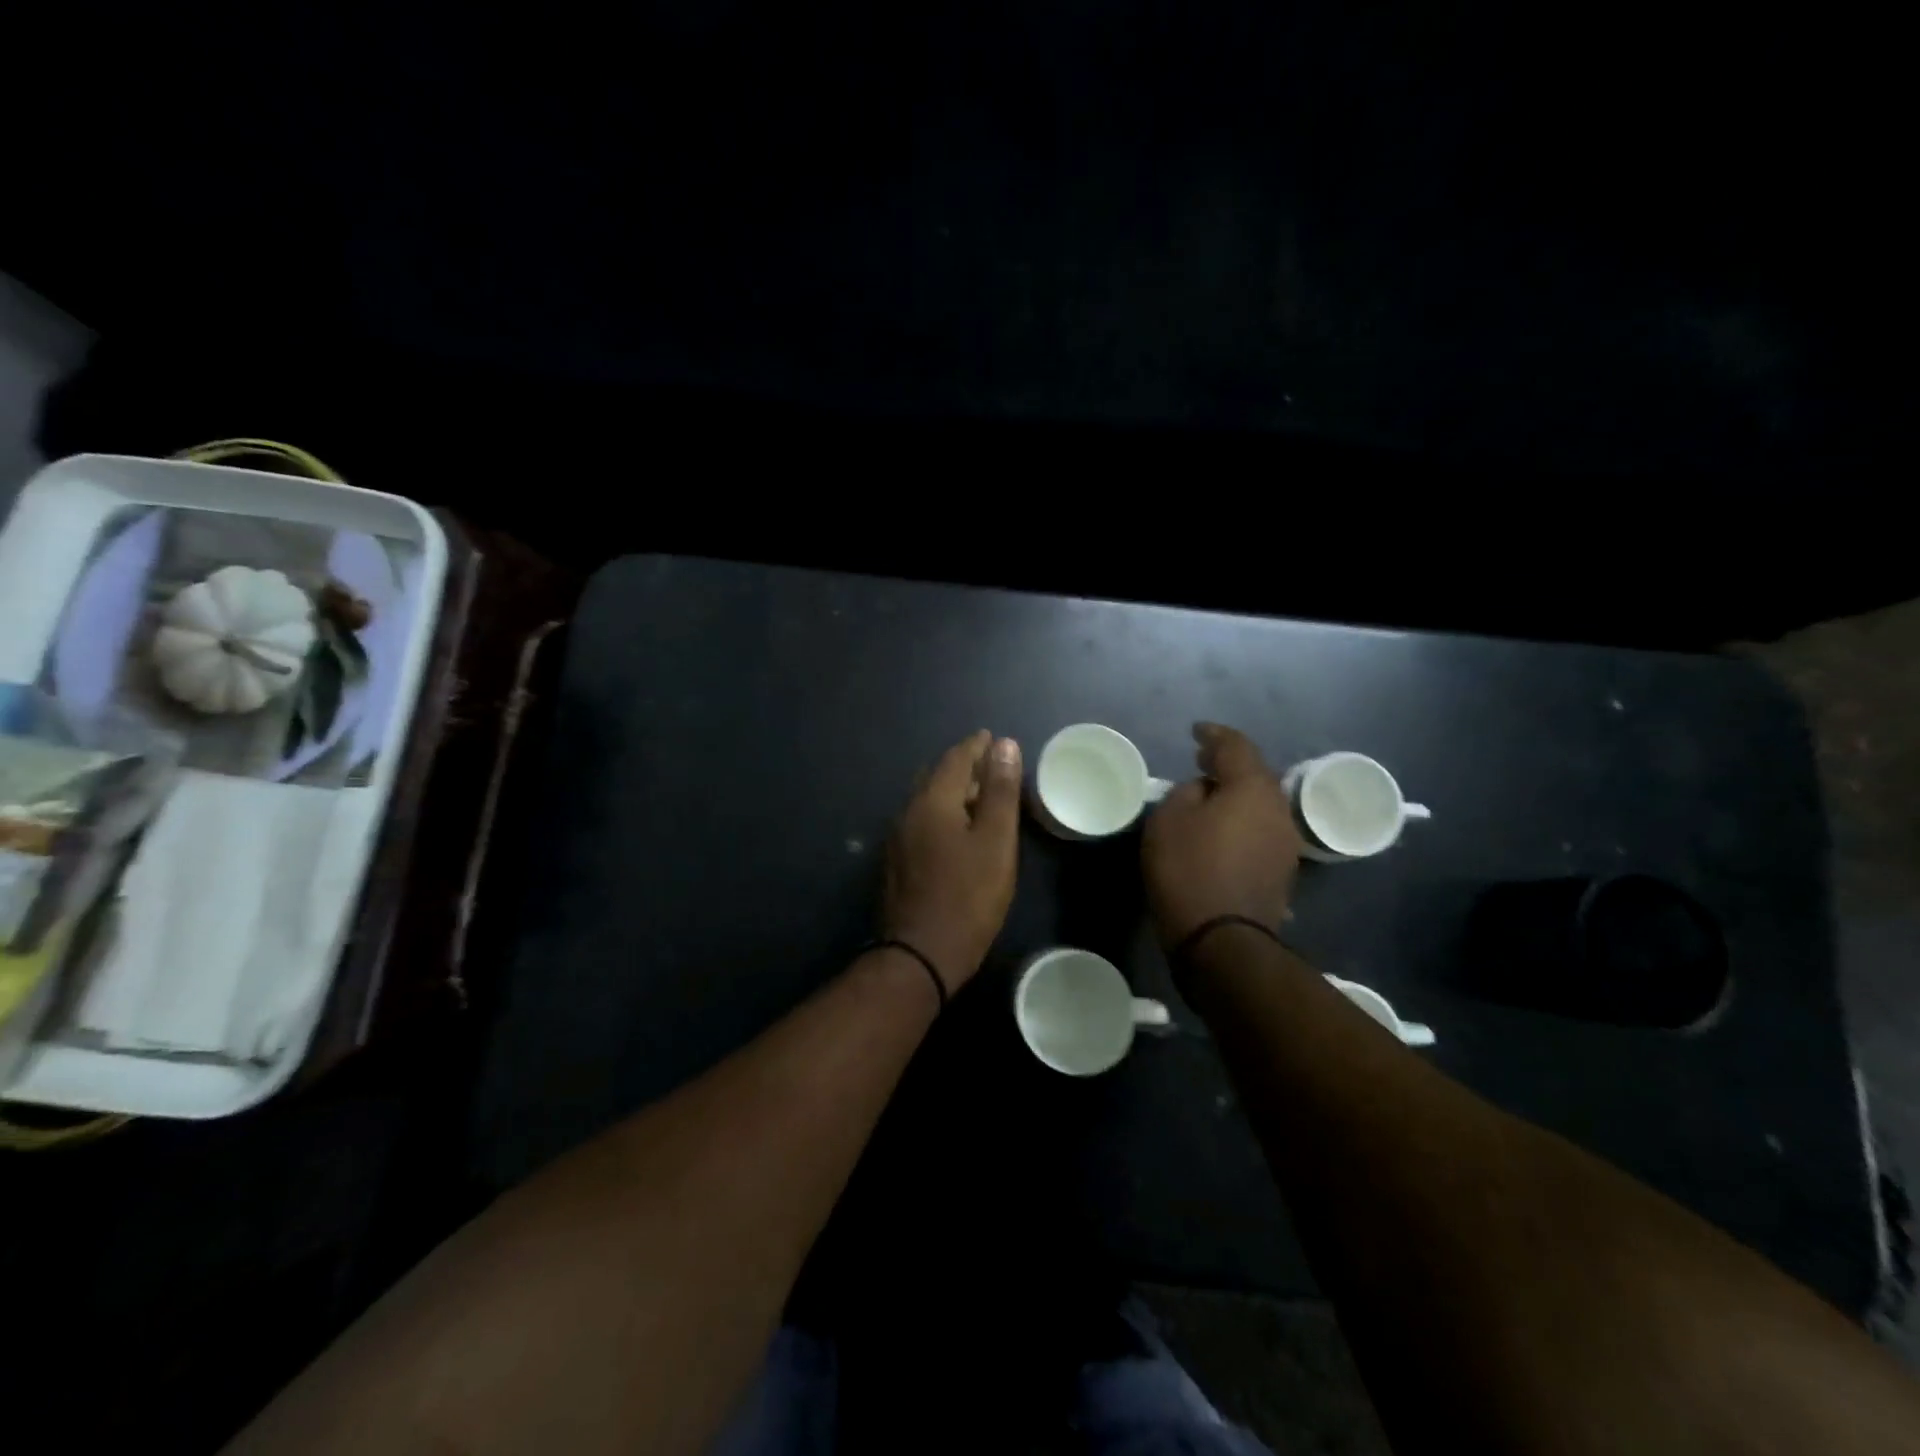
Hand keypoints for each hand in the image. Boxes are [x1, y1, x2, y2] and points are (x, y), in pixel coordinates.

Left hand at [883, 730, 1022, 989]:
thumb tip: (1003, 744)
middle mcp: (908, 811)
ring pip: (927, 800)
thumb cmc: (968, 896)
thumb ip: (999, 791)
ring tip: (978, 795)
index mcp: (932, 801)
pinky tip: (956, 830)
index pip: (955, 759)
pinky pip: (921, 822)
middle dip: (963, 766)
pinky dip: (942, 814)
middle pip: (937, 776)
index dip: (976, 746)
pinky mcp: (897, 863)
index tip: (992, 738)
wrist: (920, 954)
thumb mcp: (995, 841)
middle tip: (989, 766)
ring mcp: (898, 839)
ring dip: (952, 791)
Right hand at [1142, 722, 1301, 945]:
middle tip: (1202, 761)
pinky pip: (1259, 831)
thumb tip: (1205, 791)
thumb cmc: (1189, 869)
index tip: (1196, 731)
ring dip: (1236, 796)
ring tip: (1209, 796)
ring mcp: (1285, 844)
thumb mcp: (1169, 819)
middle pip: (1255, 775)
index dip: (1215, 735)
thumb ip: (1187, 793)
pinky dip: (1240, 822)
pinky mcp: (1280, 872)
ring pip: (1259, 806)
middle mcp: (1278, 810)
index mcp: (1253, 789)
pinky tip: (1221, 831)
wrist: (1221, 940)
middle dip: (1229, 765)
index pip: (1236, 746)